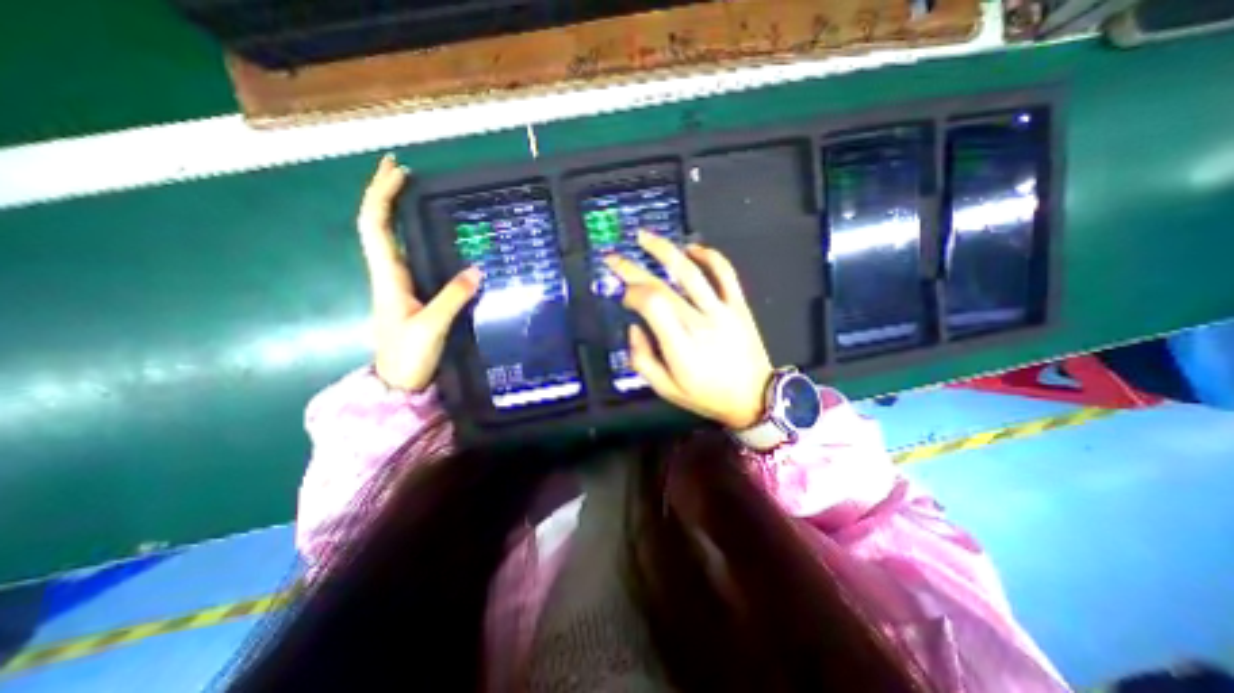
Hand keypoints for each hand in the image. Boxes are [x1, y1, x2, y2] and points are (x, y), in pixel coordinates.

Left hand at [357, 154, 480, 388]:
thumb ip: (453, 298)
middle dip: (384, 194)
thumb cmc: (409, 356)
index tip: (397, 172)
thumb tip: (477, 270)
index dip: (382, 196)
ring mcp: (398, 285)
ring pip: (390, 239)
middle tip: (402, 169)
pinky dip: (413, 236)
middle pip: (377, 225)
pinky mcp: (411, 295)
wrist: (399, 382)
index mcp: (388, 278)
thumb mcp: (432, 327)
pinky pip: (407, 256)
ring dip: (397, 212)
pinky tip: (429, 235)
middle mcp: (389, 275)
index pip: (376, 226)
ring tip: (413, 193)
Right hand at [606, 234, 769, 426]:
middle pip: (663, 285)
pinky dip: (710, 255)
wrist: (755, 398)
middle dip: (633, 269)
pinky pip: (725, 273)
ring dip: (665, 250)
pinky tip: (692, 248)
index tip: (624, 297)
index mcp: (680, 345)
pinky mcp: (739, 305)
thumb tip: (633, 328)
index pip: (651, 303)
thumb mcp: (666, 390)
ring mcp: (722, 310)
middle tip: (614, 258)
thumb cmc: (707, 396)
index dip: (632, 293)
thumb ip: (642, 359)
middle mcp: (699, 321)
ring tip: (644, 237)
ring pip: (691, 271)